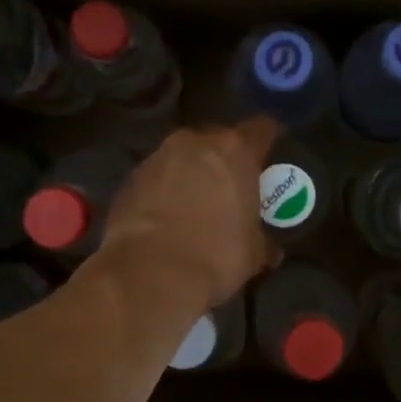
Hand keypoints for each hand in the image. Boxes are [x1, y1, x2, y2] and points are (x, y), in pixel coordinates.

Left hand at [97, 117, 280, 309]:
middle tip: (230, 185)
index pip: (261, 128)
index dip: (268, 139)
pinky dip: (163, 190)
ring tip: (194, 203)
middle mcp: (195, 143)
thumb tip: (271, 250)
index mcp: (235, 152)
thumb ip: (263, 241)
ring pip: (182, 156)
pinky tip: (165, 217)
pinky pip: (156, 177)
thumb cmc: (216, 256)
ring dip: (190, 172)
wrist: (150, 273)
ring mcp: (157, 157)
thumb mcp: (253, 253)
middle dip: (224, 158)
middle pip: (217, 139)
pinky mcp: (129, 179)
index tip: (270, 153)